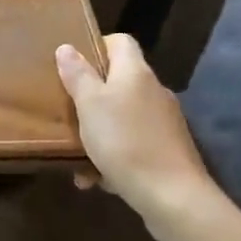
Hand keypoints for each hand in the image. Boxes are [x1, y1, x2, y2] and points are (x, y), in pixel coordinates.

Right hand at [56, 34, 221, 223]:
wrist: (174, 198)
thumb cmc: (124, 141)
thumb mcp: (89, 104)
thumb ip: (77, 74)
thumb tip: (67, 47)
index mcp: (135, 72)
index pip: (119, 41)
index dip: (96, 47)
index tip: (74, 66)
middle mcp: (154, 91)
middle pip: (119, 80)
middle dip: (92, 96)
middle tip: (69, 111)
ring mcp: (165, 122)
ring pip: (124, 116)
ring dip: (100, 132)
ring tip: (78, 156)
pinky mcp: (169, 151)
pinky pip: (134, 144)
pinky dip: (116, 156)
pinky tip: (98, 179)